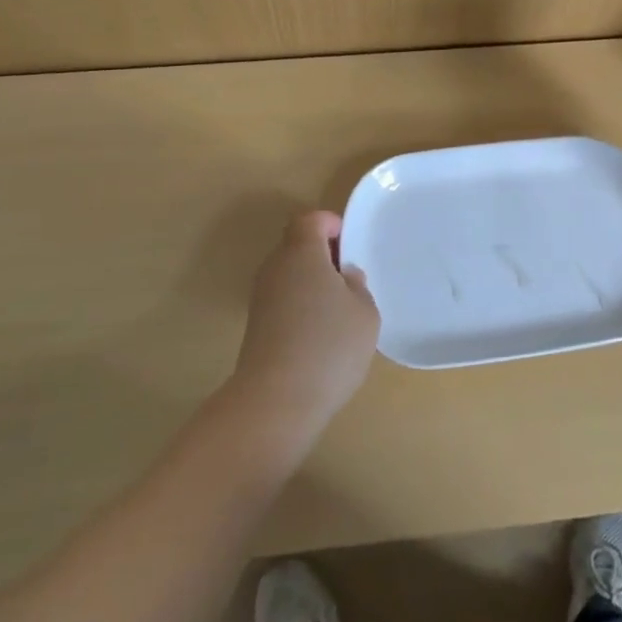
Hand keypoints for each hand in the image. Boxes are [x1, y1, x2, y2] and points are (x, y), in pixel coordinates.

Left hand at [232, 211, 380, 429]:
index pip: (310, 220)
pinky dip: (301, 307)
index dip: (331, 225)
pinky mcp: (256, 327)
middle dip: (323, 256)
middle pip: (297, 246)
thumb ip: (357, 286)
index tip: (350, 246)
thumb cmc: (329, 346)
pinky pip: (283, 301)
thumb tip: (344, 278)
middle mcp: (276, 268)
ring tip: (340, 311)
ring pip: (289, 275)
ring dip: (312, 283)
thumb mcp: (365, 312)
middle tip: (350, 279)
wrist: (276, 401)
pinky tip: (321, 335)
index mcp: (301, 253)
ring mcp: (261, 298)